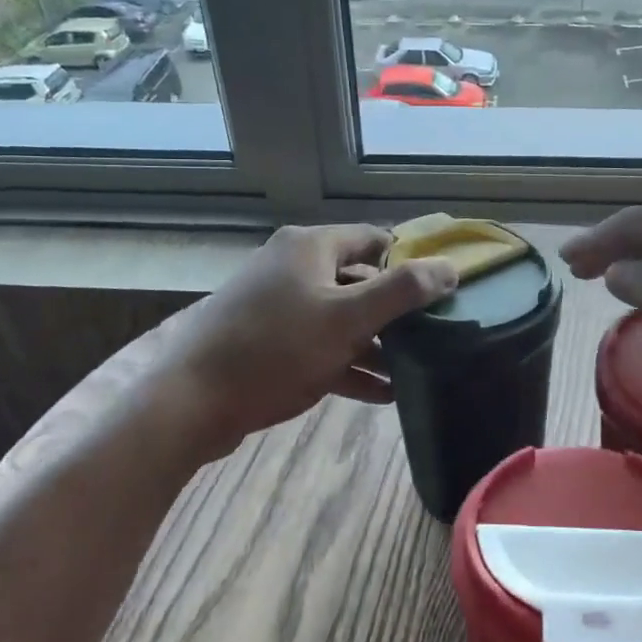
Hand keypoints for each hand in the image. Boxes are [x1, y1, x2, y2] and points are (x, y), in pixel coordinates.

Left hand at [139, 224, 457, 461]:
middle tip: (433, 336)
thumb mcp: (347, 318)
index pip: (374, 240)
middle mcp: (293, 267)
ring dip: (375, 344)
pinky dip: (348, 364)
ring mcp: (277, 305)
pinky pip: (319, 345)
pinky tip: (381, 394)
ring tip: (414, 372)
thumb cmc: (276, 350)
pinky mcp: (267, 342)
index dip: (410, 262)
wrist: (191, 401)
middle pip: (358, 280)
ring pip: (340, 318)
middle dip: (395, 311)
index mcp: (311, 247)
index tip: (442, 292)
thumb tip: (450, 268)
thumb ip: (402, 291)